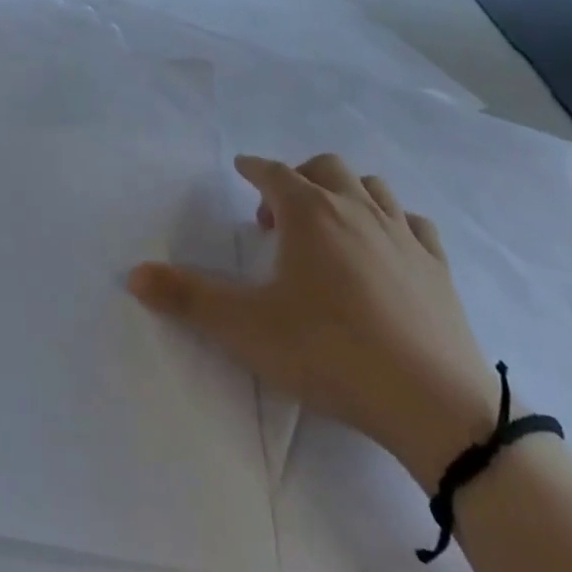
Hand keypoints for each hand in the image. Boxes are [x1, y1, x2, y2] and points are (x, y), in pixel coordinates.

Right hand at [130, 152, 499, 487]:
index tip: (241, 170)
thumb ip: (187, 298)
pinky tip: (384, 249)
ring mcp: (403, 235)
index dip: (253, 168)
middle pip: (325, 168)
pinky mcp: (438, 267)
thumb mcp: (245, 328)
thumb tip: (134, 274)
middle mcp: (357, 210)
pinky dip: (390, 222)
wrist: (434, 403)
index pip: (273, 172)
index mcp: (310, 214)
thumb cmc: (329, 352)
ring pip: (371, 188)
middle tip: (277, 218)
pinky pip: (412, 223)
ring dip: (344, 193)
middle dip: (296, 178)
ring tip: (328, 227)